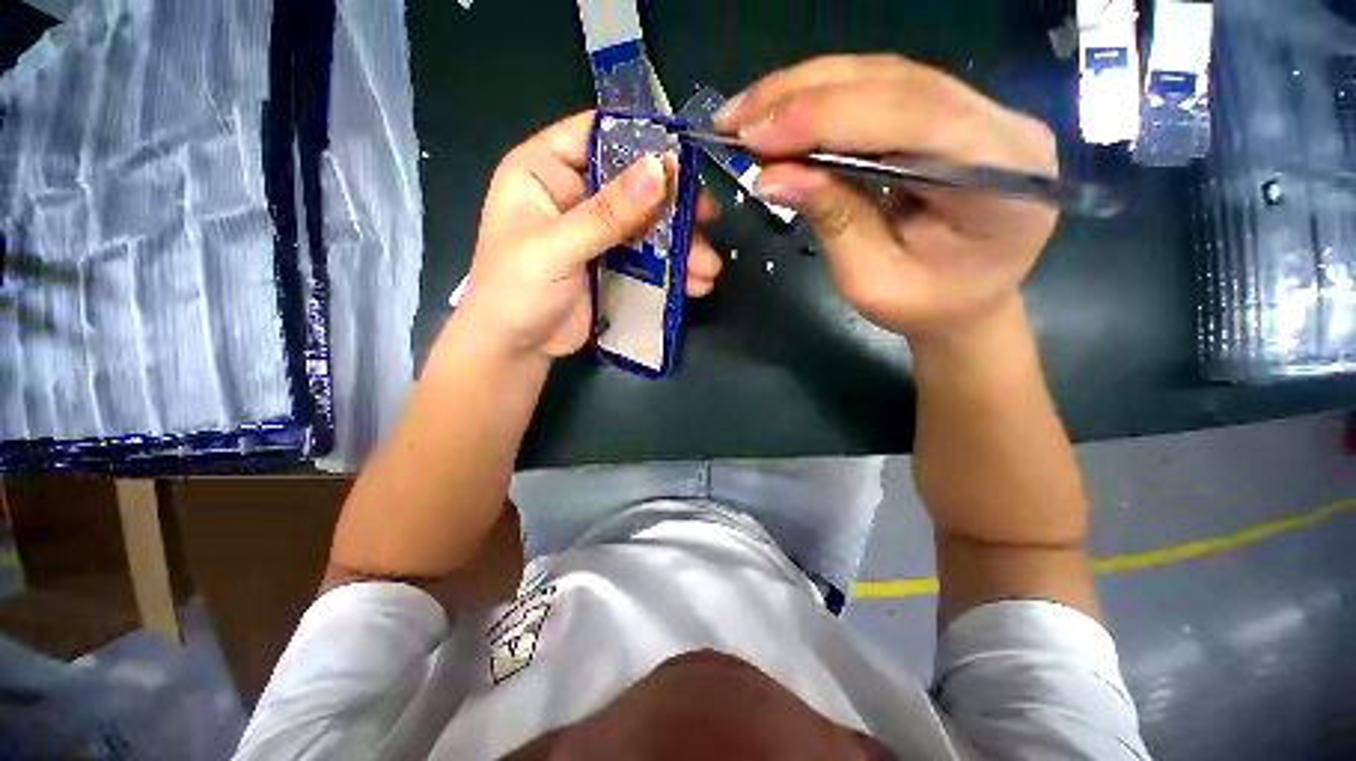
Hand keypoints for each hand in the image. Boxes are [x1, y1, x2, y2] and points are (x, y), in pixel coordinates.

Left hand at [456, 111, 722, 359]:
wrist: (516, 349)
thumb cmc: (515, 290)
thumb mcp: (557, 248)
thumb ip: (607, 213)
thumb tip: (660, 169)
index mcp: (545, 170)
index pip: (596, 133)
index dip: (640, 139)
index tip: (684, 157)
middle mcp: (575, 194)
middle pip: (633, 183)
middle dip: (674, 205)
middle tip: (709, 219)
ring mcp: (597, 233)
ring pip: (648, 225)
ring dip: (682, 245)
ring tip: (708, 268)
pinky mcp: (613, 265)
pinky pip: (649, 258)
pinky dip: (674, 270)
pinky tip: (696, 285)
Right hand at [717, 55, 1057, 343]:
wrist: (966, 303)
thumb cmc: (924, 306)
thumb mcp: (871, 279)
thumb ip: (832, 219)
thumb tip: (771, 176)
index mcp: (1001, 177)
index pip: (911, 118)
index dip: (826, 118)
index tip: (755, 134)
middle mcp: (1001, 125)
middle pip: (896, 83)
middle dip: (804, 97)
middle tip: (736, 119)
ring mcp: (981, 110)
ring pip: (884, 76)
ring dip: (806, 90)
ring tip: (748, 114)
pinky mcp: (952, 111)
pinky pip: (883, 89)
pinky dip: (825, 97)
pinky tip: (784, 111)